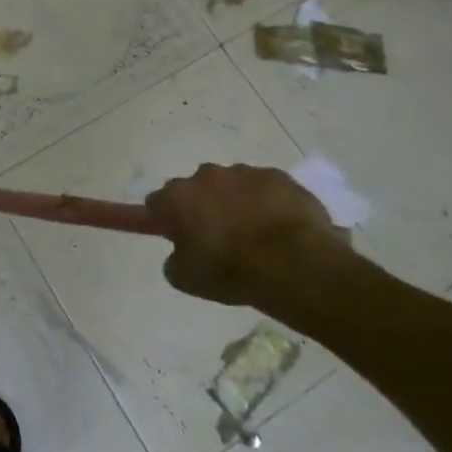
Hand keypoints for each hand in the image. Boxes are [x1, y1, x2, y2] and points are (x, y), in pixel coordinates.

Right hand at [146, 163, 352, 306]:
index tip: (170, 233)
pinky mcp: (277, 176)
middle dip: (200, 208)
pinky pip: (264, 188)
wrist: (296, 264)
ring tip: (254, 235)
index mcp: (176, 199)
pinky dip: (266, 202)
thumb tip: (181, 252)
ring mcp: (242, 173)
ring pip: (230, 185)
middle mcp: (204, 176)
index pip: (155, 203)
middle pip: (194, 189)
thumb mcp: (187, 279)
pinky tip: (280, 227)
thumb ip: (175, 260)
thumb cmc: (232, 272)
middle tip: (216, 238)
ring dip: (234, 203)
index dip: (161, 219)